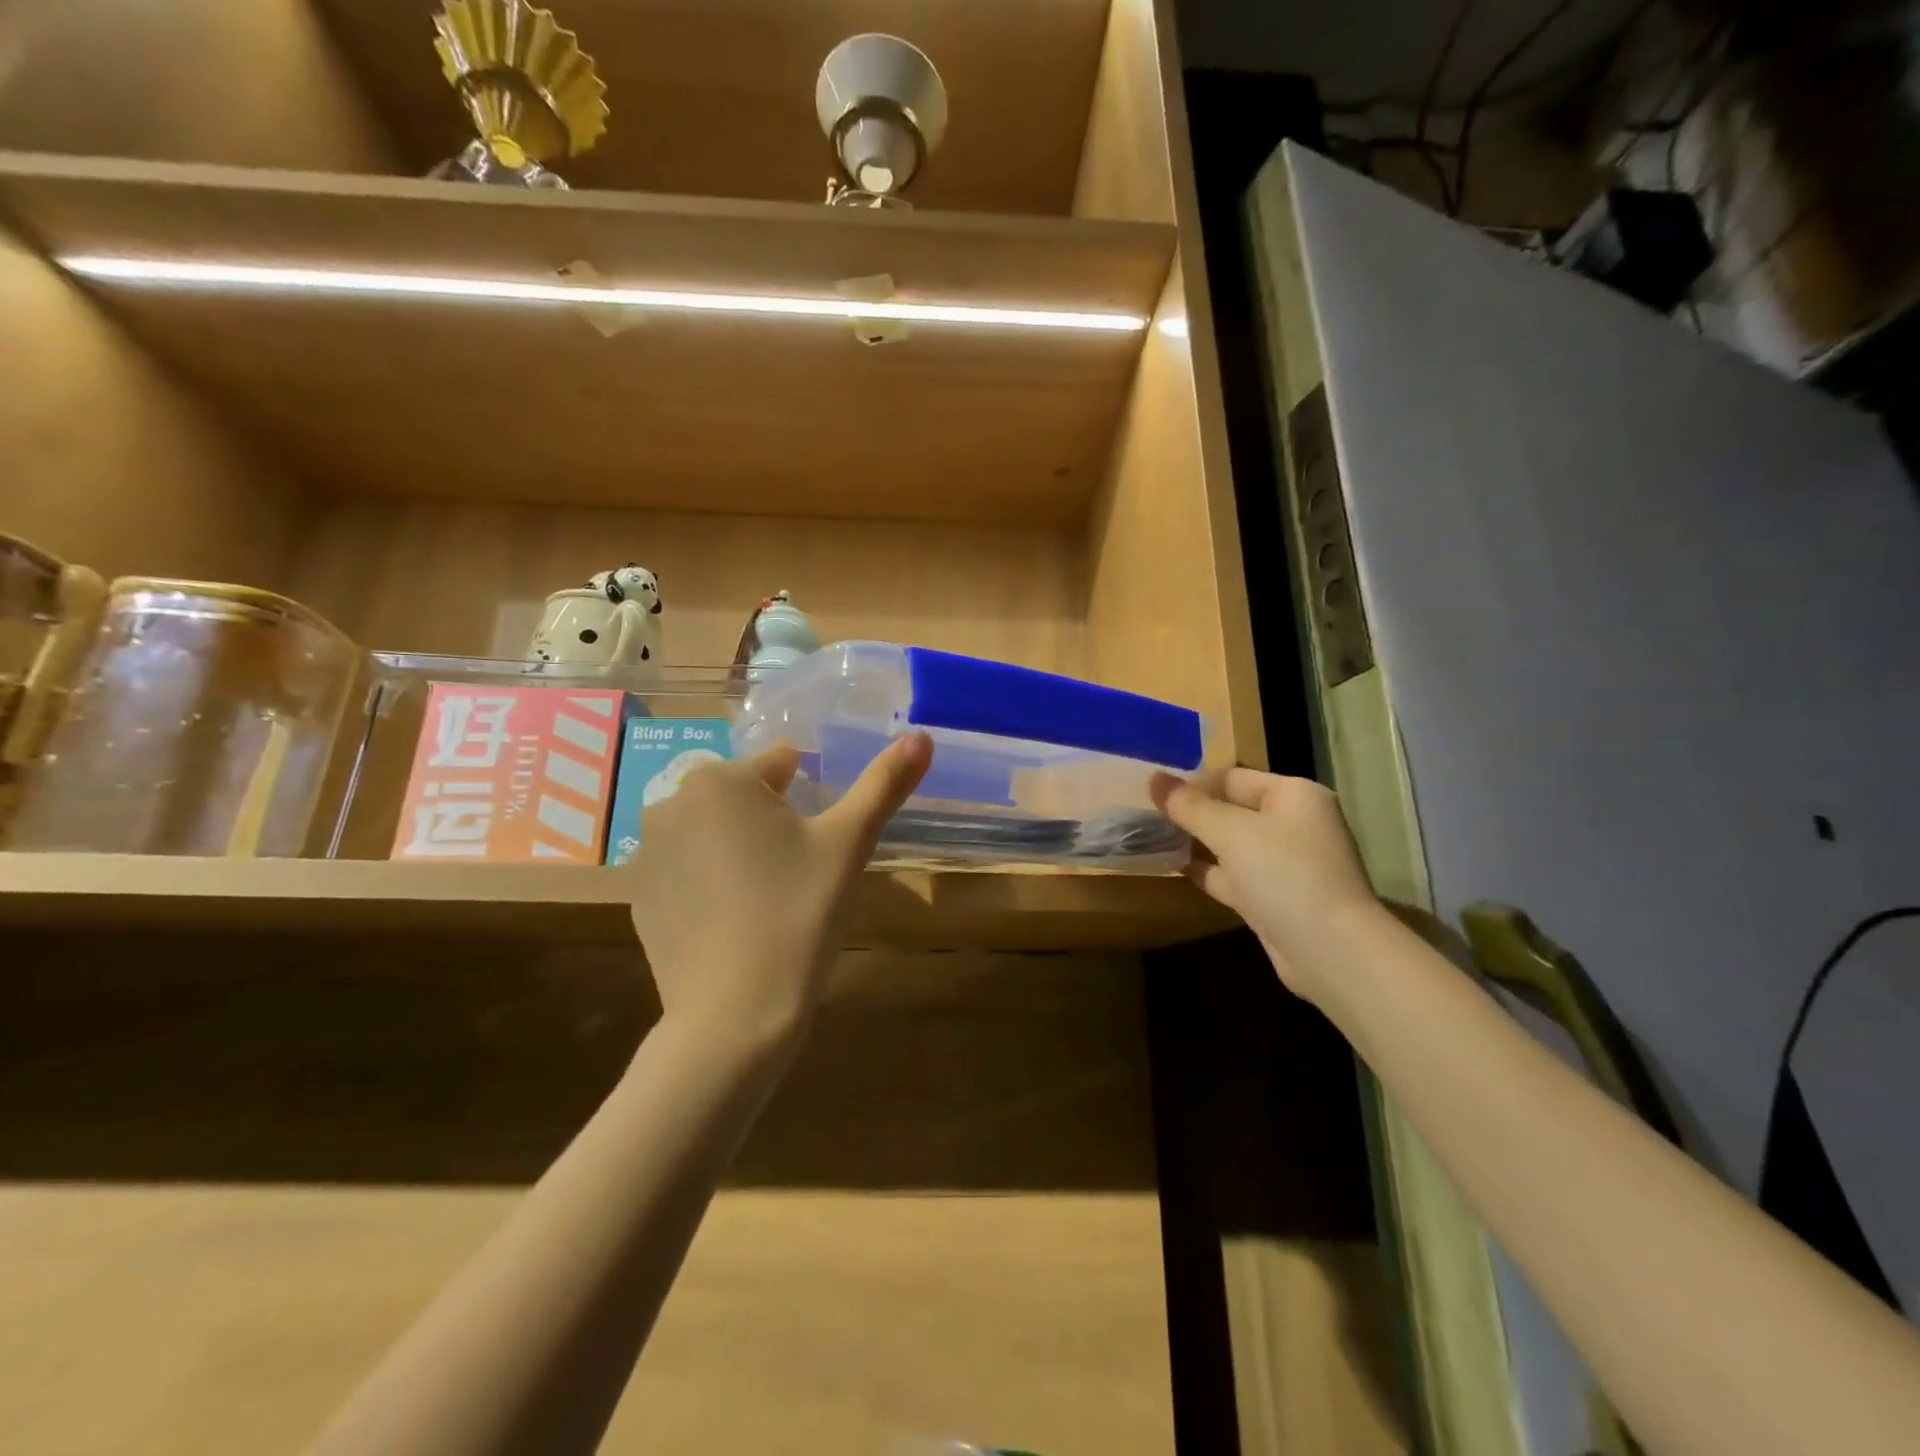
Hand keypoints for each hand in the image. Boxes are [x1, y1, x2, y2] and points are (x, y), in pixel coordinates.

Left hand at [627, 734, 931, 1050]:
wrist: (734, 1015)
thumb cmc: (798, 913)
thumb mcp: (849, 843)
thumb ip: (885, 783)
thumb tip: (921, 735)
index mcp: (720, 780)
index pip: (783, 764)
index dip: (812, 801)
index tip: (820, 845)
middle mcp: (671, 803)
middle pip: (746, 797)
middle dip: (775, 823)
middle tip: (800, 876)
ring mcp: (647, 854)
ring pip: (717, 833)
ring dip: (743, 851)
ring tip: (770, 902)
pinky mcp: (640, 899)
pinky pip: (690, 872)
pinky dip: (713, 884)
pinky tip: (735, 924)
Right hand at [1150, 768, 1380, 1001]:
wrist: (1331, 952)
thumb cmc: (1285, 875)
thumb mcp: (1231, 832)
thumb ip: (1189, 806)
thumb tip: (1153, 778)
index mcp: (1293, 795)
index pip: (1232, 777)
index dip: (1192, 783)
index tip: (1152, 794)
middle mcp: (1293, 824)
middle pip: (1231, 809)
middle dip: (1191, 813)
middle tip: (1145, 815)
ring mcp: (1285, 863)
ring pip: (1230, 844)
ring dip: (1195, 842)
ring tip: (1150, 838)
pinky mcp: (1274, 897)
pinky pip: (1233, 874)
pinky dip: (1207, 870)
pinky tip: (1173, 868)